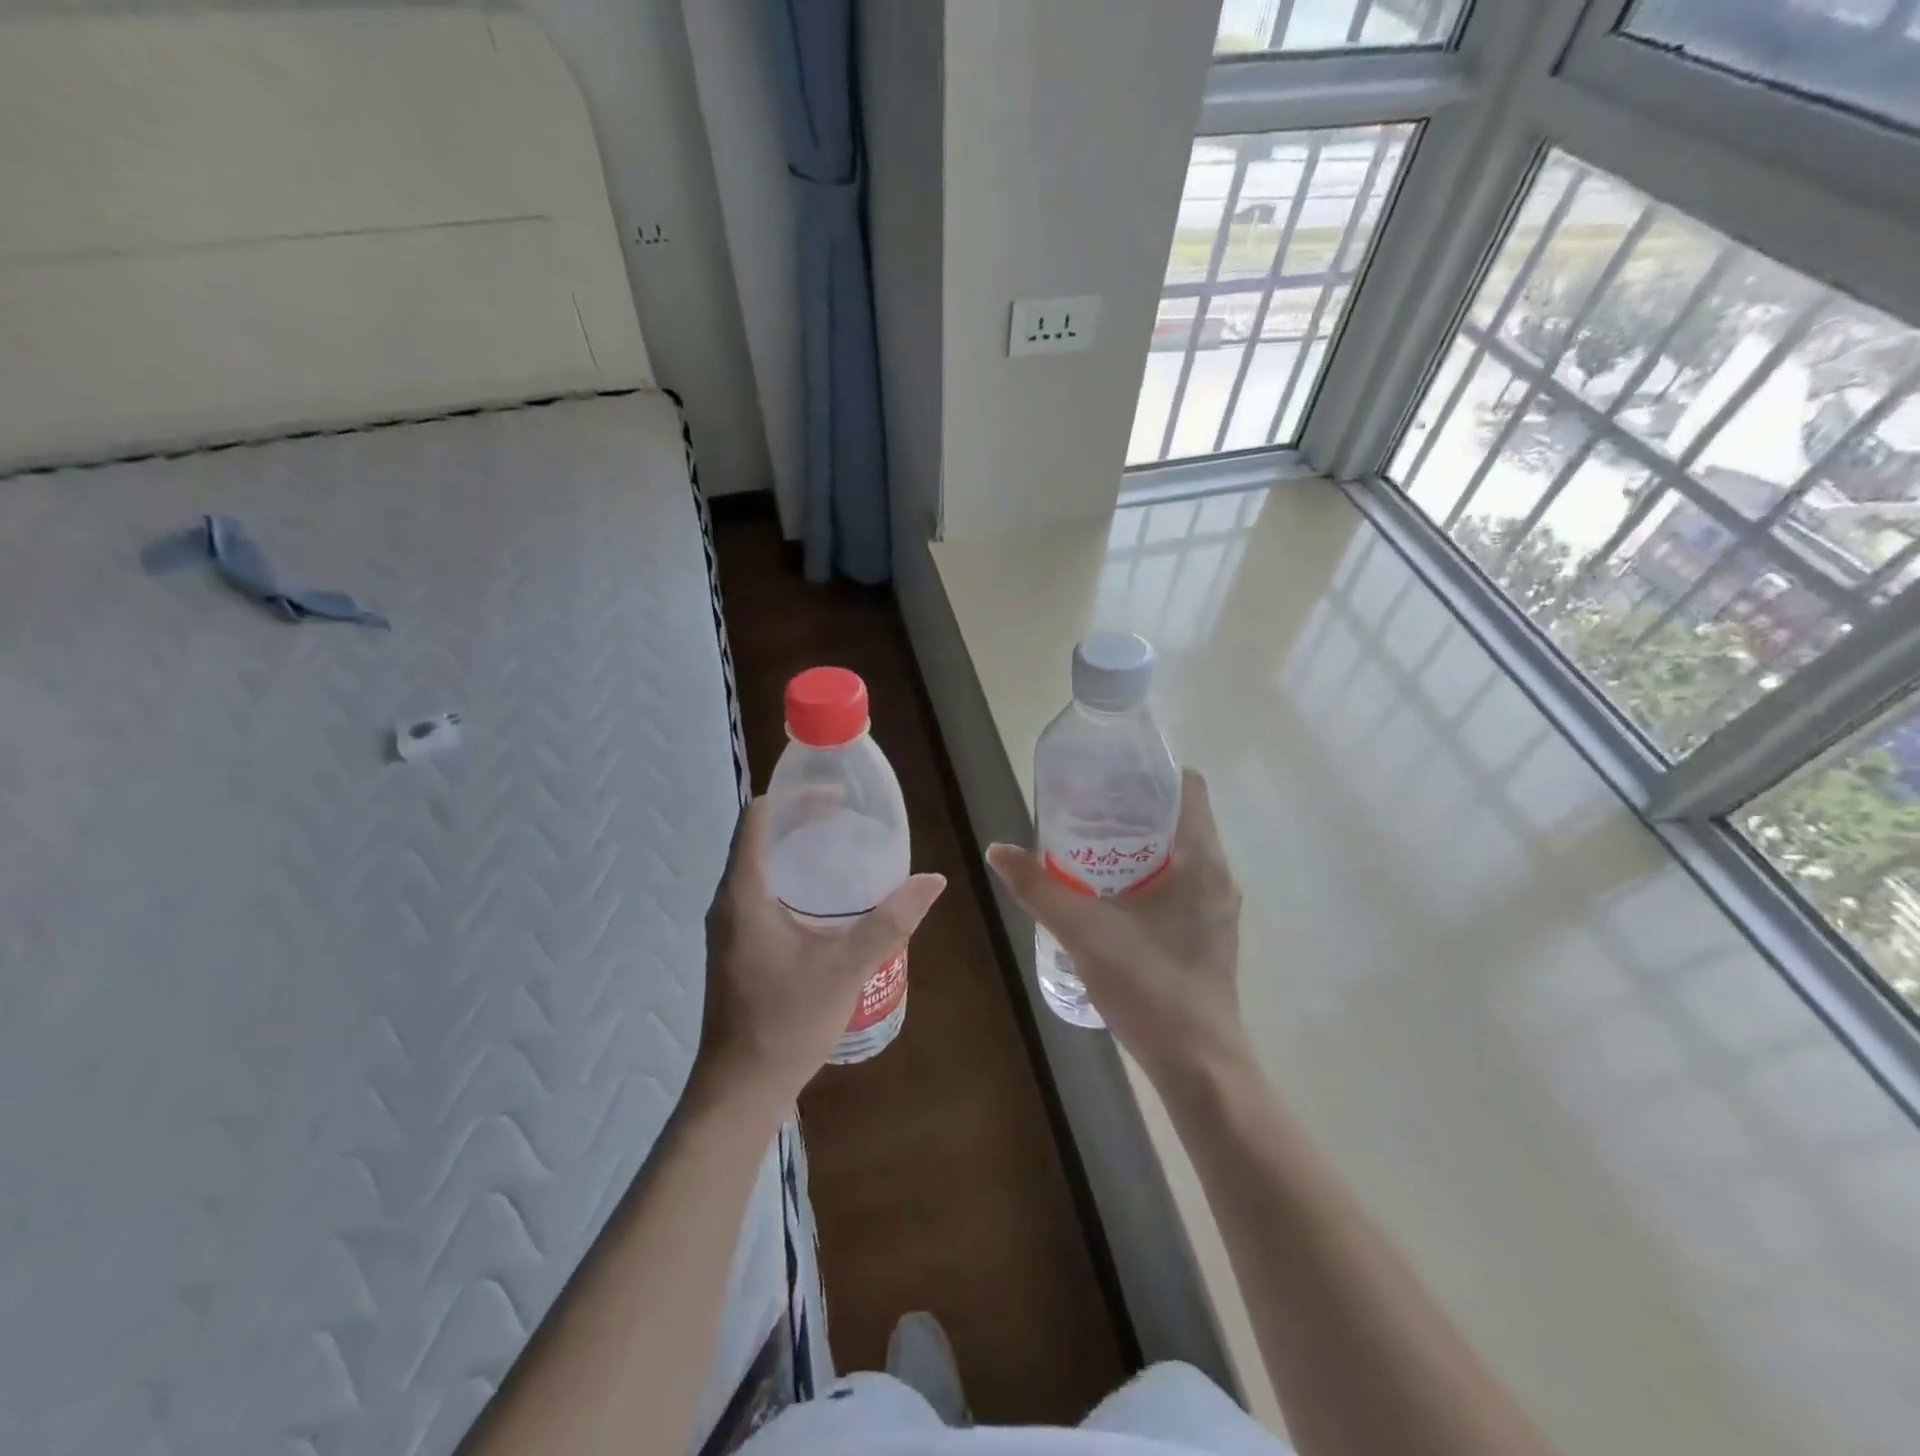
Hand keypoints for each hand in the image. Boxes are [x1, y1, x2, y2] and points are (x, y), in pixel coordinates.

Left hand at [694, 795, 945, 1110]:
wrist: (739, 1089)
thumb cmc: (786, 1022)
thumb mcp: (846, 968)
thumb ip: (890, 921)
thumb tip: (933, 880)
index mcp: (744, 893)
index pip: (758, 818)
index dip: (794, 797)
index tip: (837, 797)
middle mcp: (728, 901)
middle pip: (761, 838)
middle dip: (803, 821)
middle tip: (851, 820)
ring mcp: (729, 926)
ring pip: (761, 867)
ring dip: (798, 851)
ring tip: (844, 850)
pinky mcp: (737, 947)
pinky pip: (762, 893)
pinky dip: (792, 880)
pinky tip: (828, 901)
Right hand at [987, 769, 1243, 1083]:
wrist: (1198, 1065)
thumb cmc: (1150, 986)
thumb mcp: (1085, 932)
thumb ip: (1039, 889)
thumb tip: (997, 850)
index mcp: (1202, 860)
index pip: (1188, 787)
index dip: (1150, 772)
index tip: (1109, 774)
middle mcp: (1217, 875)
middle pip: (1179, 818)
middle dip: (1134, 808)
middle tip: (1085, 807)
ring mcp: (1217, 907)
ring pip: (1179, 854)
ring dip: (1140, 844)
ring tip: (1090, 845)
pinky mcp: (1208, 933)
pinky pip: (1180, 884)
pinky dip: (1148, 875)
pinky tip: (1110, 894)